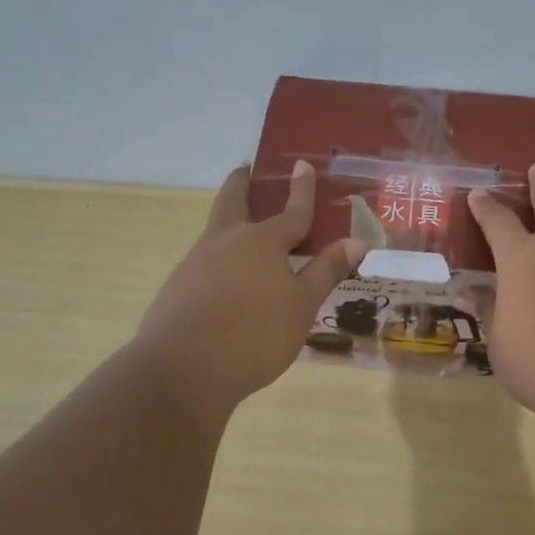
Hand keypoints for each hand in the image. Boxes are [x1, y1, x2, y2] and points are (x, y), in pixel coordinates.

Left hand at [135, 160, 366, 413]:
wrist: (183, 370)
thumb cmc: (255, 334)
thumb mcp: (302, 306)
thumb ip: (326, 271)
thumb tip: (356, 240)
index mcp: (261, 241)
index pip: (291, 211)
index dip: (301, 189)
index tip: (302, 164)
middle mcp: (226, 241)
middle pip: (233, 201)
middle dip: (242, 183)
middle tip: (245, 169)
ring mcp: (196, 262)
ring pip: (216, 230)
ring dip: (230, 219)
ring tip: (244, 228)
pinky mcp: (178, 287)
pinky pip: (205, 260)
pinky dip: (220, 256)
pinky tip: (227, 278)